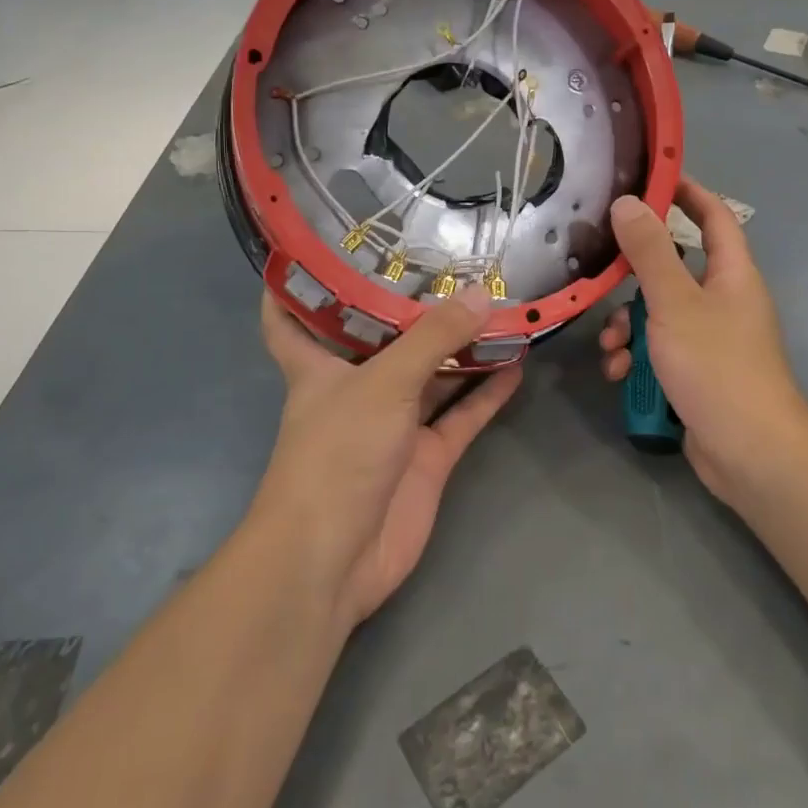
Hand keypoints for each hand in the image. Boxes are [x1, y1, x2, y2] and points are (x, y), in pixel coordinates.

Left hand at [255, 285, 521, 628]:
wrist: (336, 558)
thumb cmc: (338, 454)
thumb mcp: (384, 383)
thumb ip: (433, 338)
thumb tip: (481, 293)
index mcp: (320, 366)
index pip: (290, 318)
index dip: (296, 285)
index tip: (319, 248)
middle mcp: (356, 389)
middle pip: (383, 341)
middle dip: (412, 309)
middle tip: (452, 264)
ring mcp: (394, 425)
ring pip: (432, 376)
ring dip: (462, 348)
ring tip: (500, 307)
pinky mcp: (426, 459)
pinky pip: (462, 416)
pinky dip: (486, 393)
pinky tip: (517, 364)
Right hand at [599, 178, 807, 503]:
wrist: (749, 453)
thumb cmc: (717, 367)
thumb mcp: (675, 303)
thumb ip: (650, 252)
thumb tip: (628, 202)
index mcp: (732, 274)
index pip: (714, 216)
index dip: (687, 192)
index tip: (649, 178)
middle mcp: (724, 301)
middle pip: (674, 269)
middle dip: (634, 278)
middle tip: (603, 275)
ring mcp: (711, 340)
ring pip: (659, 314)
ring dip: (628, 327)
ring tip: (613, 347)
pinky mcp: (695, 373)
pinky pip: (660, 351)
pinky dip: (638, 358)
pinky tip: (621, 374)